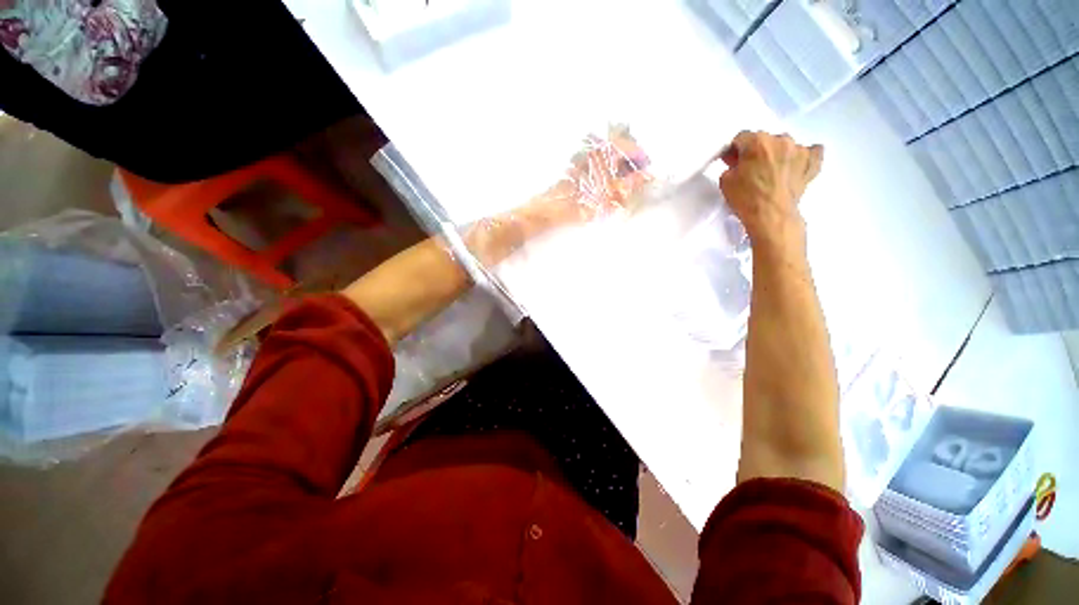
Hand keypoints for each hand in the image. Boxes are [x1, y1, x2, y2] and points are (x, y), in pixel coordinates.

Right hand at [718, 131, 823, 248]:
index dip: (734, 150)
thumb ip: (731, 165)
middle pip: (764, 139)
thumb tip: (738, 162)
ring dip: (777, 154)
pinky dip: (803, 157)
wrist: (771, 216)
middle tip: (749, 168)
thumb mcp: (725, 181)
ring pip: (785, 145)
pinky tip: (796, 164)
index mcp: (757, 141)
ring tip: (771, 171)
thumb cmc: (746, 199)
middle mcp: (781, 140)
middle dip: (755, 151)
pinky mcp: (812, 163)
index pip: (741, 138)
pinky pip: (811, 152)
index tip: (731, 161)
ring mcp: (800, 150)